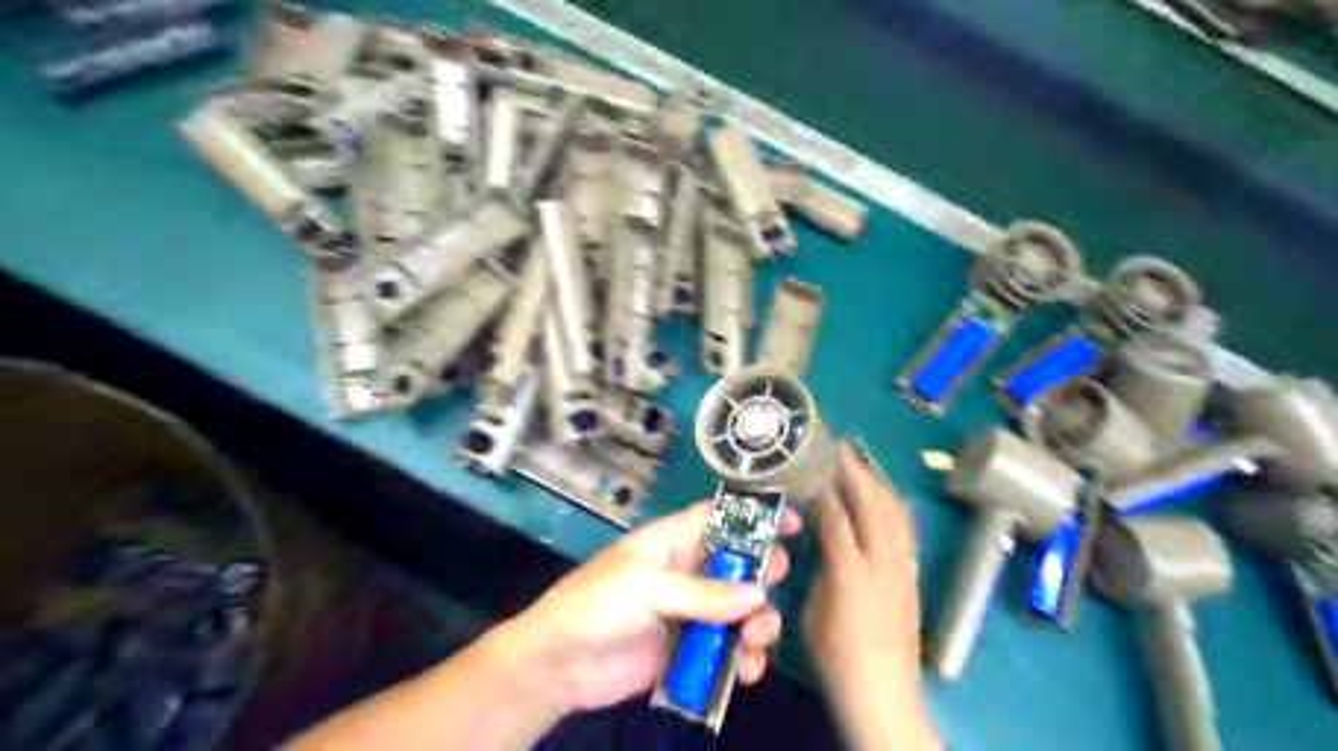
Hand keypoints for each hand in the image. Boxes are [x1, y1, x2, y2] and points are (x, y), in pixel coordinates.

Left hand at [500, 502, 790, 713]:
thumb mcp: (647, 588)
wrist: (559, 665)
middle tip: (767, 593)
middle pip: (740, 565)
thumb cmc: (596, 605)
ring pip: (741, 611)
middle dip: (763, 577)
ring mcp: (690, 612)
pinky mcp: (688, 649)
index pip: (721, 517)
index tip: (794, 524)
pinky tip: (746, 673)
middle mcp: (687, 572)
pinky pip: (727, 649)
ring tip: (753, 644)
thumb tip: (758, 595)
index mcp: (673, 541)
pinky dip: (743, 660)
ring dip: (758, 626)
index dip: (756, 516)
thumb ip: (703, 592)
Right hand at [803, 442, 939, 750]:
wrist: (883, 693)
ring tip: (862, 463)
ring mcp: (903, 570)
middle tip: (840, 448)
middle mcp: (881, 564)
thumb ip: (822, 570)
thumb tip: (826, 546)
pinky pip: (905, 531)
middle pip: (872, 505)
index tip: (810, 464)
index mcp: (849, 573)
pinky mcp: (913, 578)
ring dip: (878, 484)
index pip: (835, 517)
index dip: (822, 488)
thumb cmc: (837, 657)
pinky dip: (892, 507)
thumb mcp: (813, 610)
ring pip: (894, 514)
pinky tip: (884, 499)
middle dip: (855, 471)